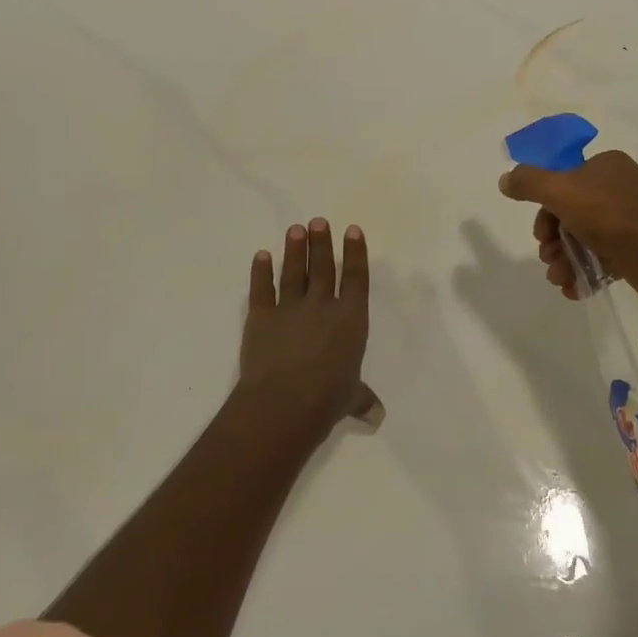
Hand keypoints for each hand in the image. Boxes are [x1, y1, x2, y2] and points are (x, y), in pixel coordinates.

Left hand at [238, 218, 379, 437]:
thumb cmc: (327, 399)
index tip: (352, 230)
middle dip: (321, 243)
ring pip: (294, 273)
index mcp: (351, 320)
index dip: (355, 253)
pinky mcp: (261, 318)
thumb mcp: (351, 398)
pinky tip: (261, 256)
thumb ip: (362, 399)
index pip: (356, 279)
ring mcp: (290, 309)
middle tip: (318, 221)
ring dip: (295, 250)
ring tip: (296, 229)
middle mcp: (322, 306)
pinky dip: (261, 272)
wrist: (283, 403)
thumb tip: (377, 415)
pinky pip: (261, 290)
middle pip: (323, 268)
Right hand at [499, 151, 637, 303]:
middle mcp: (621, 187)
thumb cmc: (614, 217)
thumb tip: (505, 179)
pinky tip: (576, 289)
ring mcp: (633, 219)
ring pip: (586, 237)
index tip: (541, 235)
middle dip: (554, 240)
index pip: (563, 181)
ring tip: (561, 280)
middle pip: (571, 212)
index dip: (545, 209)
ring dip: (566, 260)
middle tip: (549, 259)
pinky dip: (587, 271)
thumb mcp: (562, 192)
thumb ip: (530, 183)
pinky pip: (605, 257)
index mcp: (607, 166)